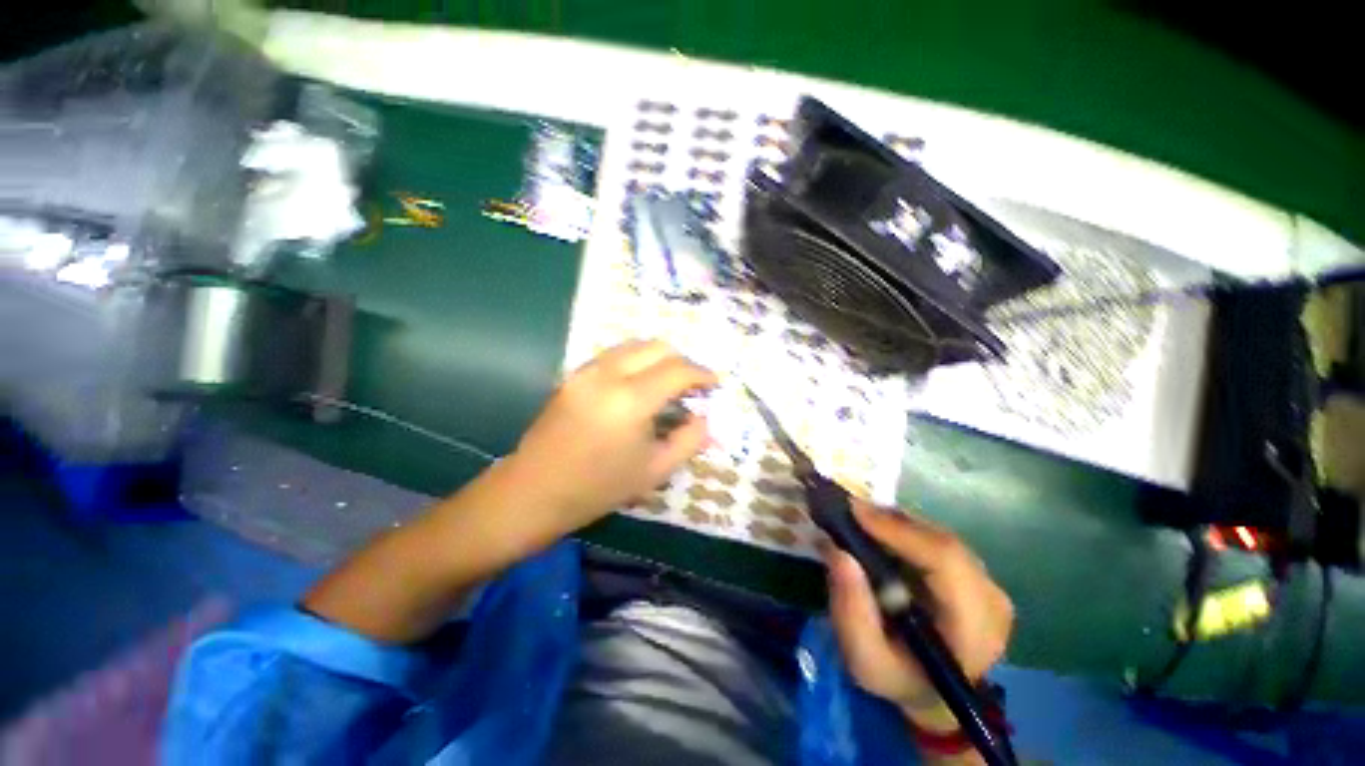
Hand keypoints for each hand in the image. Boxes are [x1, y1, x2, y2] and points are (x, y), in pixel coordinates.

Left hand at [506, 339, 717, 535]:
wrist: (534, 492)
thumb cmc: (598, 488)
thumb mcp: (655, 470)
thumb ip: (689, 440)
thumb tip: (704, 418)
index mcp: (631, 400)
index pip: (677, 370)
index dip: (702, 374)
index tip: (714, 383)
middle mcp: (608, 374)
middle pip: (656, 347)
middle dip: (682, 361)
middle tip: (692, 384)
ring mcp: (586, 370)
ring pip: (633, 345)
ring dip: (658, 357)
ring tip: (668, 381)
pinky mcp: (573, 375)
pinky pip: (613, 355)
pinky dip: (636, 360)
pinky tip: (639, 383)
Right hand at [825, 503, 1012, 722]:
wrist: (930, 693)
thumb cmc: (897, 678)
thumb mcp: (864, 660)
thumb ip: (850, 611)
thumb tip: (837, 552)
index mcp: (974, 630)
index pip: (946, 561)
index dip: (900, 530)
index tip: (854, 512)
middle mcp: (991, 601)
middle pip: (942, 542)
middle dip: (891, 522)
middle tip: (848, 511)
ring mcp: (988, 584)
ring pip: (939, 535)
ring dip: (896, 523)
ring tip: (859, 521)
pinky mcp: (976, 574)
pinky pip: (937, 538)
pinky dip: (904, 529)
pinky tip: (879, 532)